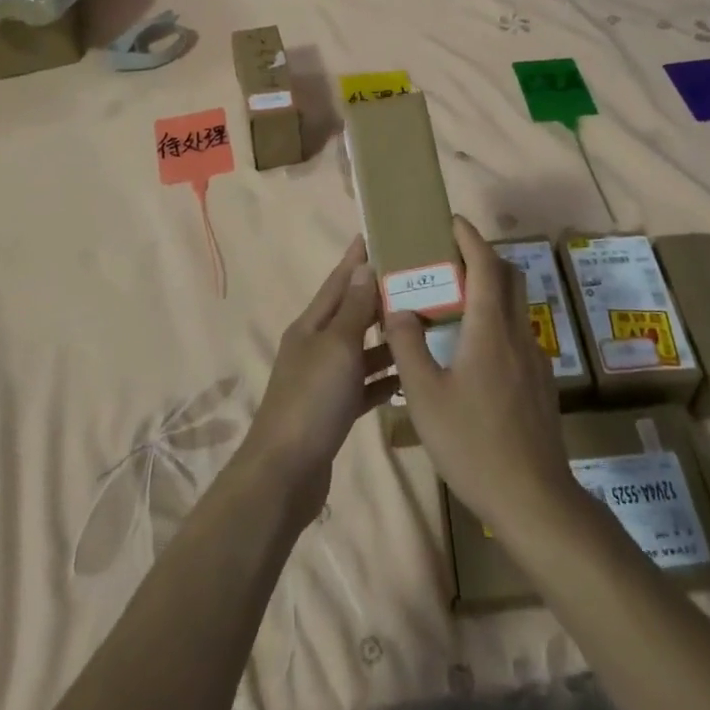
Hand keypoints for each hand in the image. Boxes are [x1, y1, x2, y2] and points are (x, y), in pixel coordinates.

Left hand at [240, 235, 397, 526]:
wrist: (284, 474)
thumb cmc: (312, 400)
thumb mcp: (337, 347)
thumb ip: (353, 309)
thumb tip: (363, 267)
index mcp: (311, 325)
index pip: (338, 281)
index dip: (357, 259)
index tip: (380, 235)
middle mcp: (316, 346)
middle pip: (351, 313)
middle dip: (379, 296)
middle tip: (417, 279)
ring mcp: (324, 379)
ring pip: (361, 349)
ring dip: (387, 337)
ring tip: (425, 323)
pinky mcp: (334, 410)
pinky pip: (365, 384)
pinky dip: (385, 378)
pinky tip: (412, 374)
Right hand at [384, 216, 575, 538]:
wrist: (534, 499)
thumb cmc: (473, 444)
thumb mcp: (425, 396)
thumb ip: (408, 346)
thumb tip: (397, 308)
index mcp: (490, 329)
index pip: (485, 265)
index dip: (470, 238)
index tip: (453, 221)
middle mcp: (517, 333)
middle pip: (509, 277)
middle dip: (483, 257)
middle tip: (451, 259)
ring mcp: (535, 359)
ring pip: (516, 305)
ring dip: (491, 289)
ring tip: (455, 302)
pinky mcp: (540, 383)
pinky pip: (517, 332)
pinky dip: (496, 319)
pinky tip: (473, 350)